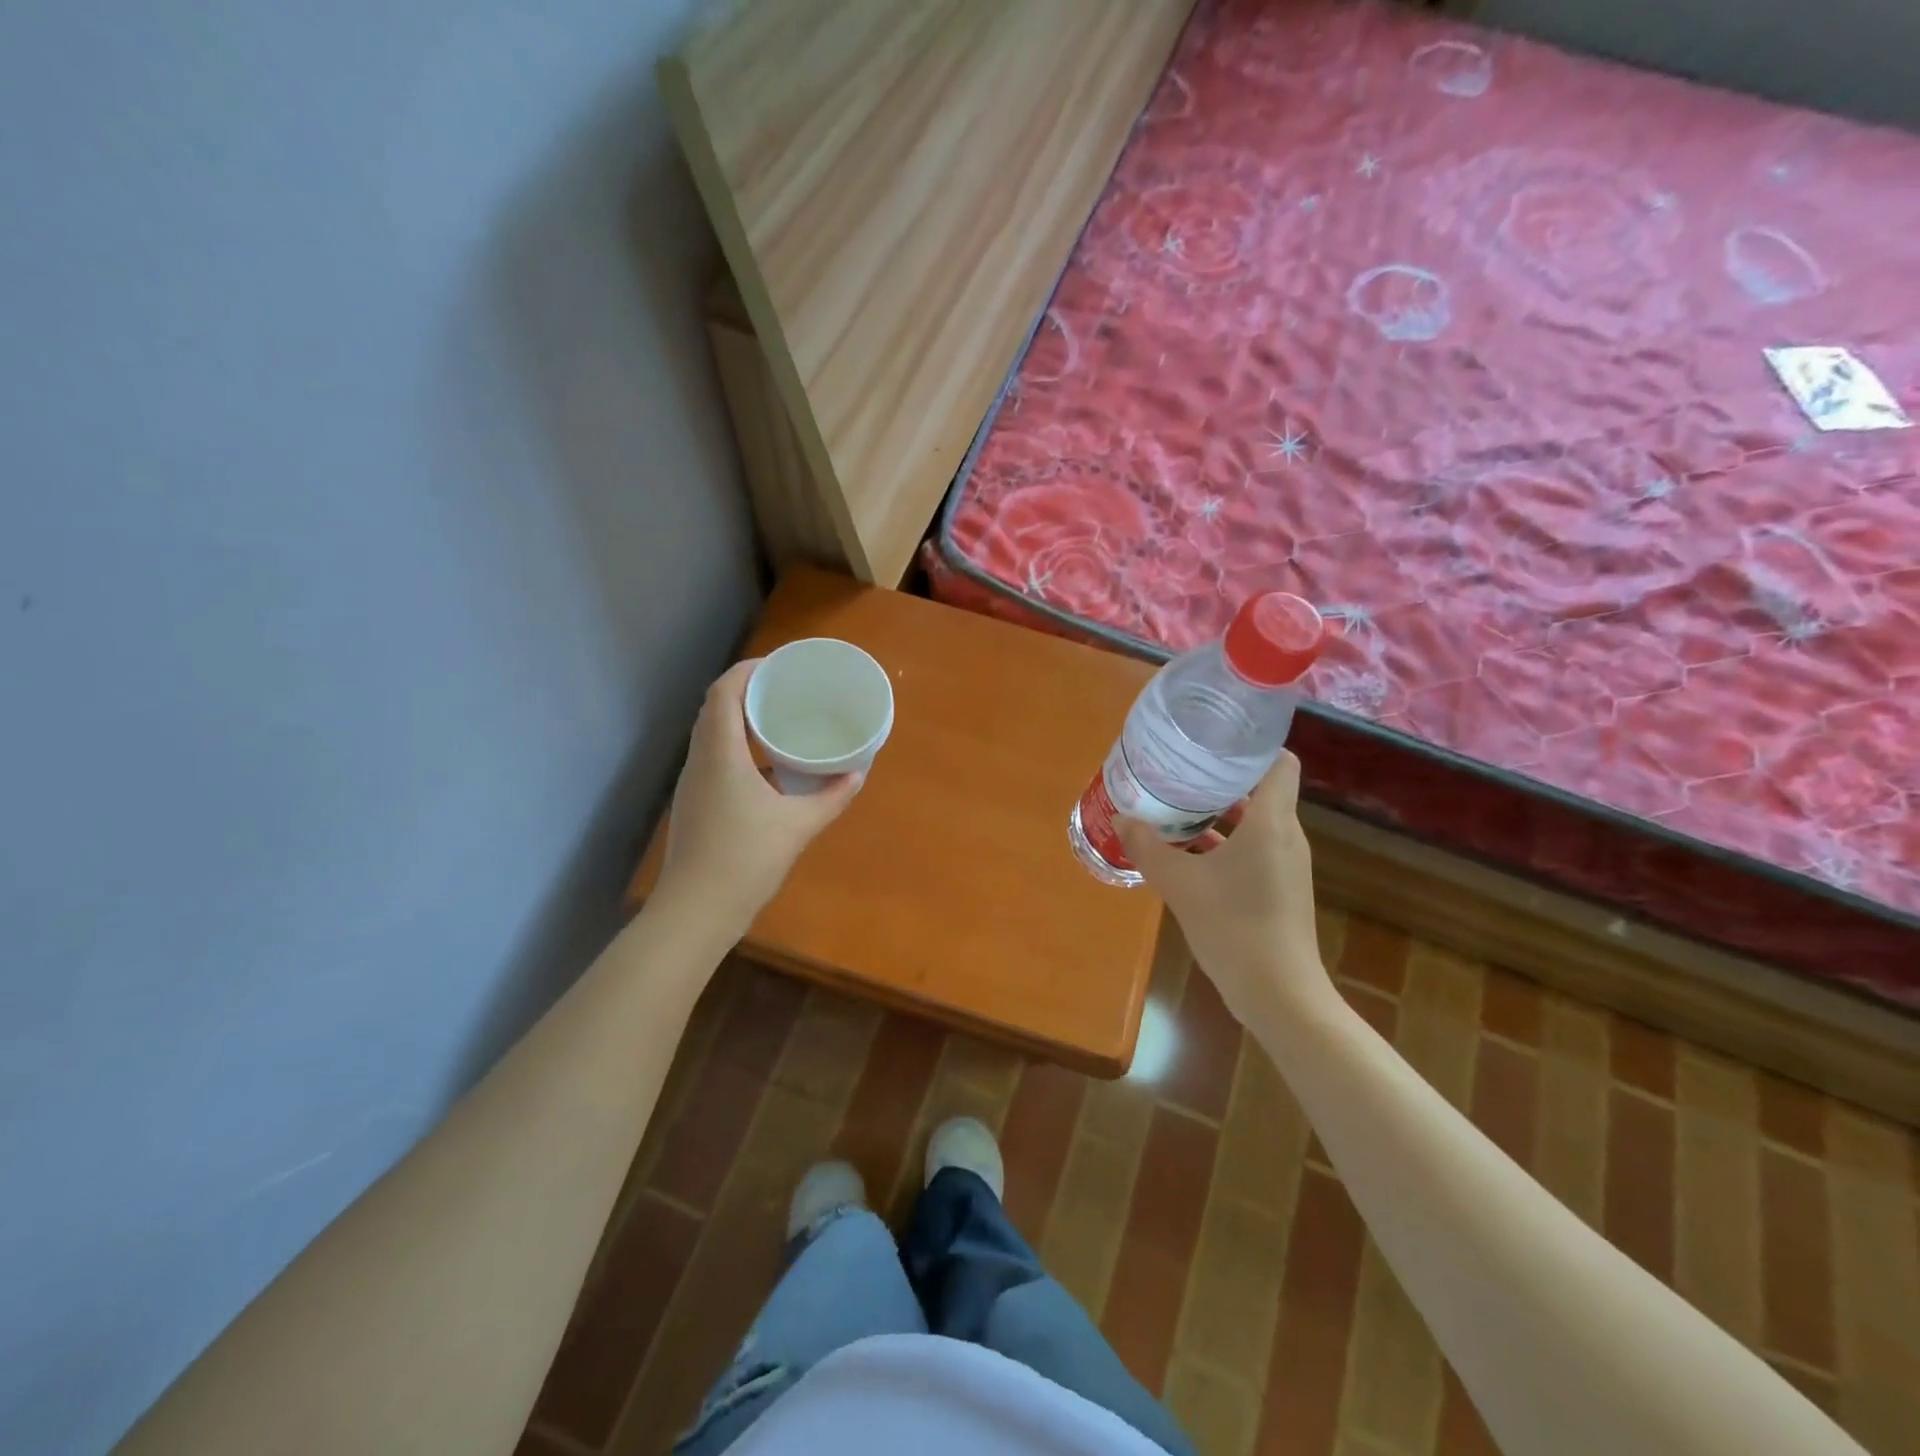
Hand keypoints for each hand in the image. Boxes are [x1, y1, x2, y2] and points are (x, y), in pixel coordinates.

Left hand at [654, 660, 863, 936]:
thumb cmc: (745, 860)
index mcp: (721, 754)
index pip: (723, 693)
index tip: (777, 666)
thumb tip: (857, 774)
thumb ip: (830, 798)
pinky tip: (764, 767)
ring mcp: (693, 784)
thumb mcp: (797, 827)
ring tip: (775, 720)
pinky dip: (736, 747)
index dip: (746, 671)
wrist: (696, 911)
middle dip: (745, 691)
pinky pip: (713, 758)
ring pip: (711, 734)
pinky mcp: (694, 804)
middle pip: (714, 708)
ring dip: (738, 719)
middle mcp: (700, 761)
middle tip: (783, 690)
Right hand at [1118, 753, 1327, 1026]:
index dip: (1251, 745)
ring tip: (1175, 807)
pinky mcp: (1278, 889)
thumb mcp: (1179, 884)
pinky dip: (1223, 844)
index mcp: (1271, 822)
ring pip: (1253, 823)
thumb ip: (1148, 847)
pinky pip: (1251, 850)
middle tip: (1179, 770)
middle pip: (1259, 790)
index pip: (1278, 762)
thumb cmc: (1234, 926)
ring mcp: (1284, 864)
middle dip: (1219, 778)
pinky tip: (1185, 854)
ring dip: (1218, 814)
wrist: (1278, 993)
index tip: (1212, 739)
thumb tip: (1122, 818)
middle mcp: (1285, 836)